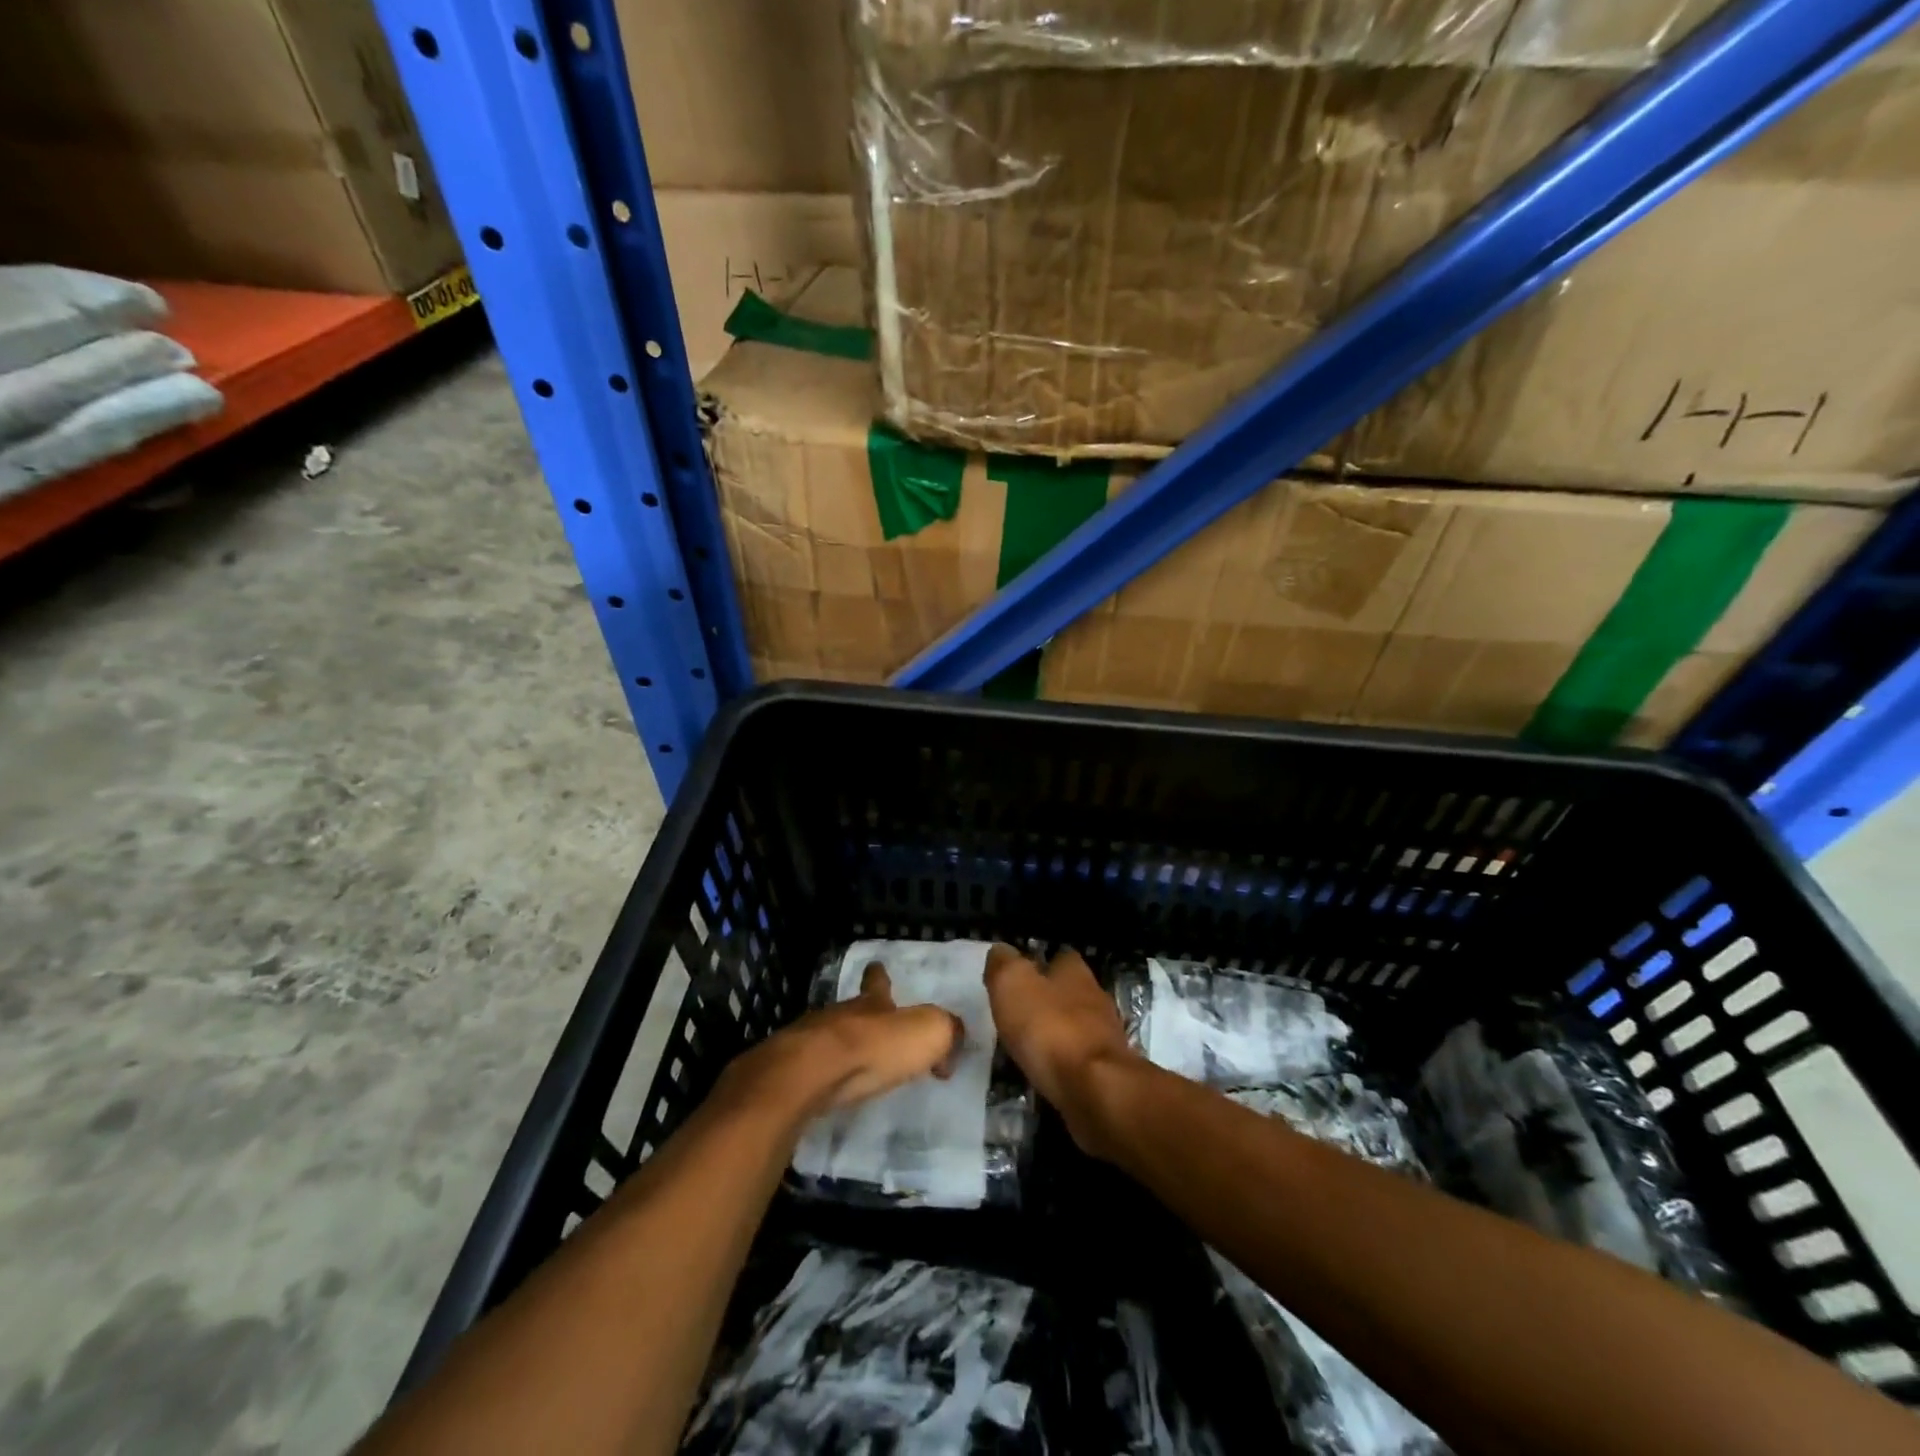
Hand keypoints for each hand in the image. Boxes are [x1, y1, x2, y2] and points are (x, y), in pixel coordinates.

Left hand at [724, 961, 963, 1120]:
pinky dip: (821, 1078)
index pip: (878, 982)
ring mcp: (809, 1041)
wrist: (808, 1075)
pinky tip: (827, 1092)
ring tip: (852, 1067)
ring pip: (828, 1038)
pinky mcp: (790, 1072)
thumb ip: (948, 1032)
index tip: (877, 968)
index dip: (880, 976)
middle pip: (852, 1011)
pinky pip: (811, 1070)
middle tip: (875, 1033)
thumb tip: (951, 1048)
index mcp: (872, 1003)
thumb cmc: (872, 1048)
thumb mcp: (929, 1033)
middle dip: (863, 1019)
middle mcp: (839, 1015)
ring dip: (841, 1049)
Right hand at [985, 945, 1135, 1152]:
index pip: (1060, 956)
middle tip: (1016, 1013)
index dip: (1038, 963)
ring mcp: (1105, 1036)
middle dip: (1046, 999)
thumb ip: (1004, 964)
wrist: (1096, 1090)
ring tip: (1026, 1045)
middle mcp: (1095, 997)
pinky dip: (1062, 1062)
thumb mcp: (1013, 985)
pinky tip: (1045, 1072)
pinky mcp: (1107, 1071)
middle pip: (1069, 991)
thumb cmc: (1051, 1029)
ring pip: (1075, 1025)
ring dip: (1055, 1032)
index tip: (1017, 977)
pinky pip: (1079, 1059)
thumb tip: (1000, 951)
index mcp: (1075, 972)